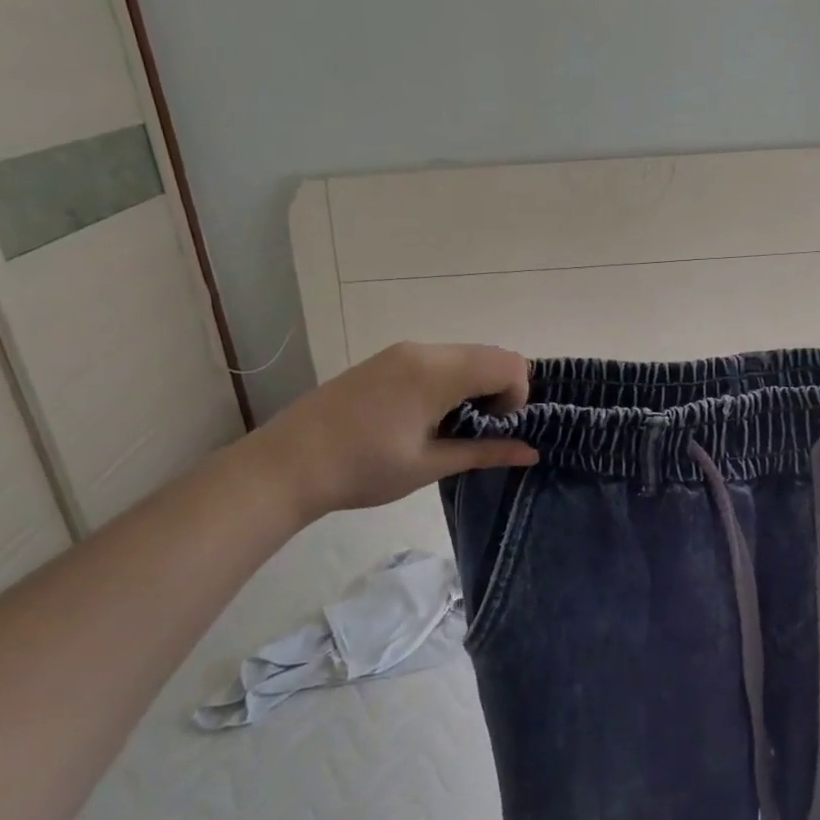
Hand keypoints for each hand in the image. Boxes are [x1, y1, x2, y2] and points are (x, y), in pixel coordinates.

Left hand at [250, 343, 539, 520]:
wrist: (286, 465)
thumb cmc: (363, 469)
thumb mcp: (430, 465)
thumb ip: (485, 452)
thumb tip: (532, 451)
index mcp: (438, 371)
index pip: (509, 364)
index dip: (516, 397)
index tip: (494, 430)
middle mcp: (423, 350)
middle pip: (489, 355)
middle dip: (498, 390)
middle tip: (477, 431)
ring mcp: (400, 352)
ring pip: (464, 356)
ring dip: (474, 386)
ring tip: (448, 428)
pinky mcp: (384, 360)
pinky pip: (437, 360)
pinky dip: (450, 382)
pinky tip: (423, 417)